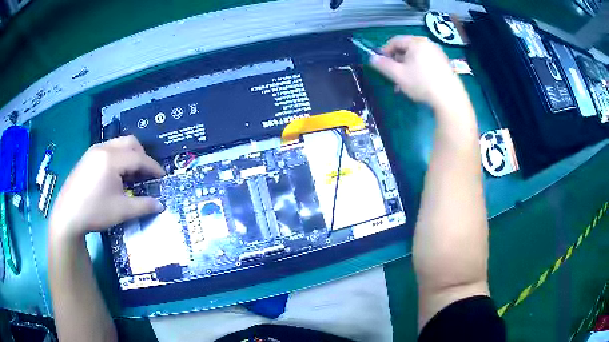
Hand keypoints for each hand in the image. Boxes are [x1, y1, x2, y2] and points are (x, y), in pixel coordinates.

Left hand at [50, 136, 164, 238]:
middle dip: (142, 156)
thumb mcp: (121, 211)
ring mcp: (93, 151)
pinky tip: (116, 175)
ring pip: (118, 144)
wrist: (67, 215)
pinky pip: (108, 149)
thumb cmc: (94, 212)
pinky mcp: (87, 157)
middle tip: (147, 173)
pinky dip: (118, 157)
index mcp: (111, 159)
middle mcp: (103, 148)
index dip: (153, 167)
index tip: (163, 177)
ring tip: (132, 174)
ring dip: (130, 155)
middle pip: (129, 142)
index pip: (138, 158)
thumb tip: (161, 205)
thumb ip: (143, 206)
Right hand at [371, 35, 467, 110]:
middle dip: (396, 60)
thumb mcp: (398, 75)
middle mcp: (427, 44)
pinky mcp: (444, 64)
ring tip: (403, 82)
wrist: (449, 97)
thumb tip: (371, 58)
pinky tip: (417, 82)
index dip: (384, 51)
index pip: (395, 41)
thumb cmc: (421, 83)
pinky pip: (426, 61)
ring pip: (416, 56)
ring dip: (406, 67)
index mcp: (416, 42)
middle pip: (406, 48)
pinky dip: (418, 68)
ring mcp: (438, 53)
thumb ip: (383, 65)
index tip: (381, 63)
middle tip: (392, 74)